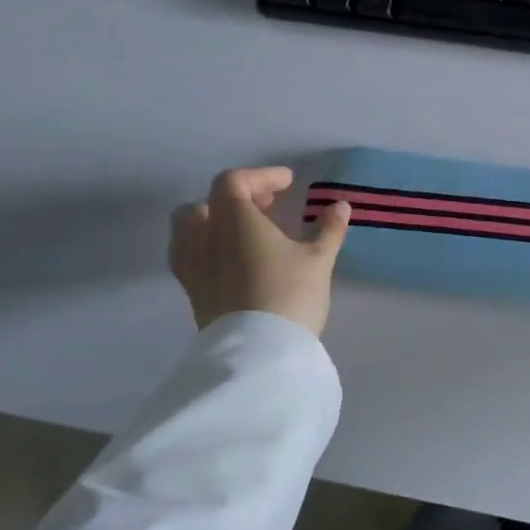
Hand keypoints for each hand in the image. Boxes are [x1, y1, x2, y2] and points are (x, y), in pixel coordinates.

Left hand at [169, 166, 350, 335]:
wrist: (259, 353)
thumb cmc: (290, 295)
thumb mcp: (318, 260)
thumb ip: (328, 230)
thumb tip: (341, 206)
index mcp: (234, 220)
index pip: (234, 182)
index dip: (261, 176)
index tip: (288, 184)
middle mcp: (205, 239)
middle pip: (204, 204)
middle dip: (234, 199)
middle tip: (266, 208)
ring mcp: (194, 268)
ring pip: (188, 232)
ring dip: (214, 224)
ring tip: (244, 235)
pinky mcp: (193, 295)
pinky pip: (190, 259)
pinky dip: (208, 250)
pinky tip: (233, 264)